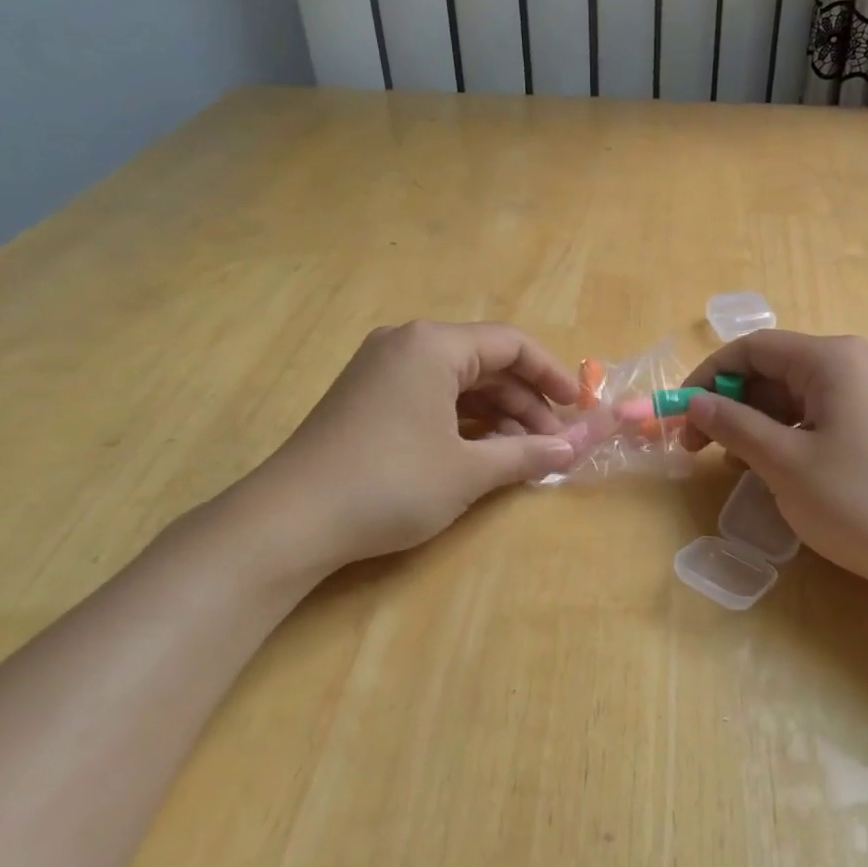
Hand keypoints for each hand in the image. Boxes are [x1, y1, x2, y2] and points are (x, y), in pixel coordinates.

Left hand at [219, 320, 580, 588]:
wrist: (289, 521)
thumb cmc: (390, 484)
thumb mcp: (468, 471)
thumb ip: (527, 454)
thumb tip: (574, 449)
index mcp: (433, 345)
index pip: (511, 344)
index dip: (552, 375)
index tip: (578, 409)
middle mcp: (407, 345)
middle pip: (486, 363)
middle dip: (525, 402)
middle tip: (553, 443)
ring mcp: (382, 370)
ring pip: (459, 383)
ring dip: (497, 415)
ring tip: (522, 455)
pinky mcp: (368, 398)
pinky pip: (431, 397)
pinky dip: (464, 421)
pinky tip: (483, 453)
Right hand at [679, 331, 867, 598]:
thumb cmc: (860, 500)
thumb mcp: (785, 463)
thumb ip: (734, 425)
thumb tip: (695, 403)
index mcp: (830, 359)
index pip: (752, 348)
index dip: (709, 376)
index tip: (681, 415)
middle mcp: (852, 365)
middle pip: (773, 370)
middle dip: (730, 403)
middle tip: (696, 447)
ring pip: (793, 396)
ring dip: (754, 423)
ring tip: (730, 464)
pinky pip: (818, 417)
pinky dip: (786, 436)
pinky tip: (771, 468)